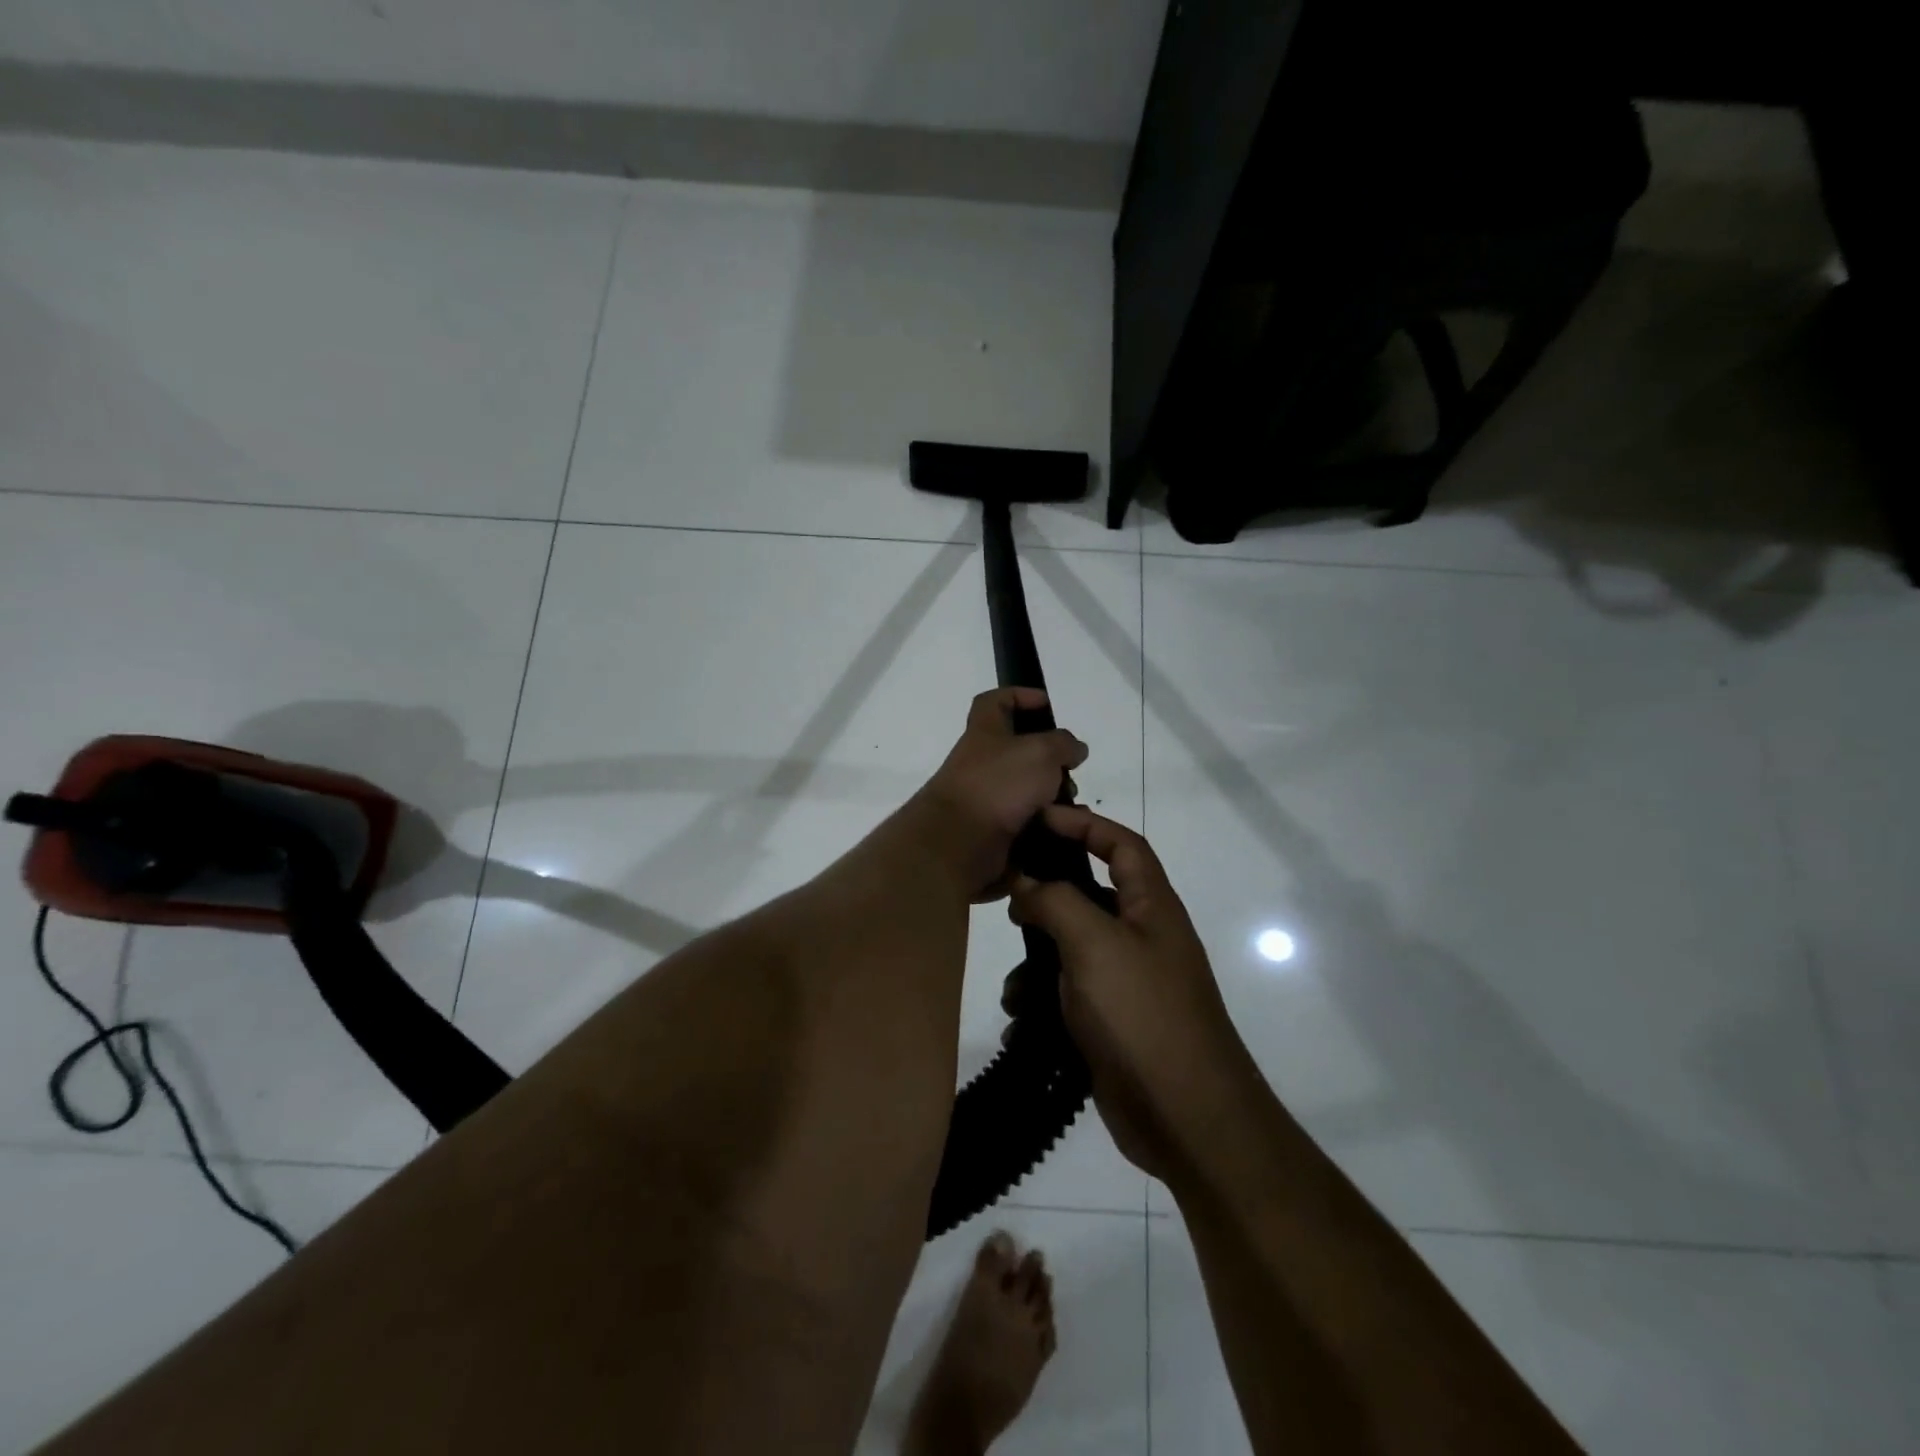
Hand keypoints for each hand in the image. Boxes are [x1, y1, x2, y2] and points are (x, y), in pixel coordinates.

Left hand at [913, 688, 1088, 900]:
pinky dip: (1047, 826)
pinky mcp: (992, 832)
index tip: (1046, 704)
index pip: (994, 701)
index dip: (1019, 695)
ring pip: (1027, 791)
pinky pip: (1027, 823)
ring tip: (1074, 806)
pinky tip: (1066, 831)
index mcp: (985, 733)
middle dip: (1050, 760)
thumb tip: (1074, 749)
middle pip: (1018, 751)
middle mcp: (981, 763)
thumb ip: (1063, 744)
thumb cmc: (998, 785)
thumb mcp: (1040, 752)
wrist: (959, 843)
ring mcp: (985, 799)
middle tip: (1071, 770)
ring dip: (1053, 796)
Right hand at [1009, 806, 1253, 1183]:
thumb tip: (1026, 880)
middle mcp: (1142, 937)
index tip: (1038, 818)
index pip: (1121, 844)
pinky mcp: (1111, 1022)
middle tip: (1008, 897)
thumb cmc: (1143, 1014)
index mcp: (1152, 907)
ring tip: (1012, 985)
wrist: (1186, 1118)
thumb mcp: (1095, 944)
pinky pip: (1069, 995)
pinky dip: (1042, 1002)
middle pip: (1091, 895)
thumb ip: (1056, 901)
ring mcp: (1127, 982)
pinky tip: (1019, 1021)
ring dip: (1037, 961)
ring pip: (1072, 949)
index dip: (1084, 824)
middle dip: (1048, 896)